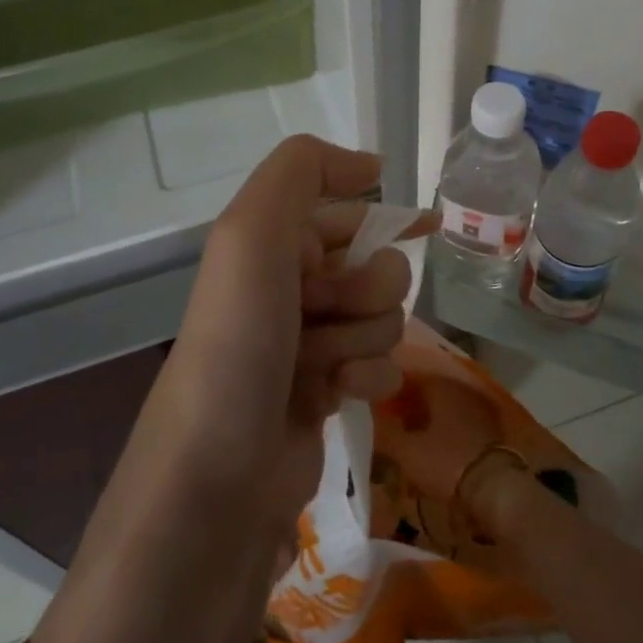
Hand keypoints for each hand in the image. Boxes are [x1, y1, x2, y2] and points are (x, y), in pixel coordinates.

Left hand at [149, 136, 433, 532]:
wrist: (217, 477)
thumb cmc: (238, 343)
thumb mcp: (251, 234)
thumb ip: (302, 171)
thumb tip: (370, 165)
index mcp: (270, 246)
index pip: (346, 212)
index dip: (381, 217)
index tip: (425, 225)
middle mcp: (289, 288)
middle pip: (377, 267)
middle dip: (366, 289)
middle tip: (326, 311)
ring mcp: (309, 343)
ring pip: (385, 318)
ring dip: (363, 337)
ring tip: (321, 365)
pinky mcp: (327, 392)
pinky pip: (380, 366)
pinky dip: (368, 376)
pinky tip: (340, 395)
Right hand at [382, 373, 506, 506]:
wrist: (494, 488)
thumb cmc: (445, 462)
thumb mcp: (406, 451)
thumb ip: (388, 432)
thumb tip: (374, 417)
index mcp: (440, 386)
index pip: (409, 378)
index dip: (391, 392)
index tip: (378, 407)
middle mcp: (462, 389)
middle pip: (429, 393)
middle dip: (410, 407)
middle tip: (392, 424)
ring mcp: (480, 407)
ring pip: (446, 408)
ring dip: (429, 420)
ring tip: (412, 439)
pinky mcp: (491, 428)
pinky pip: (461, 423)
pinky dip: (447, 431)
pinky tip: (435, 448)